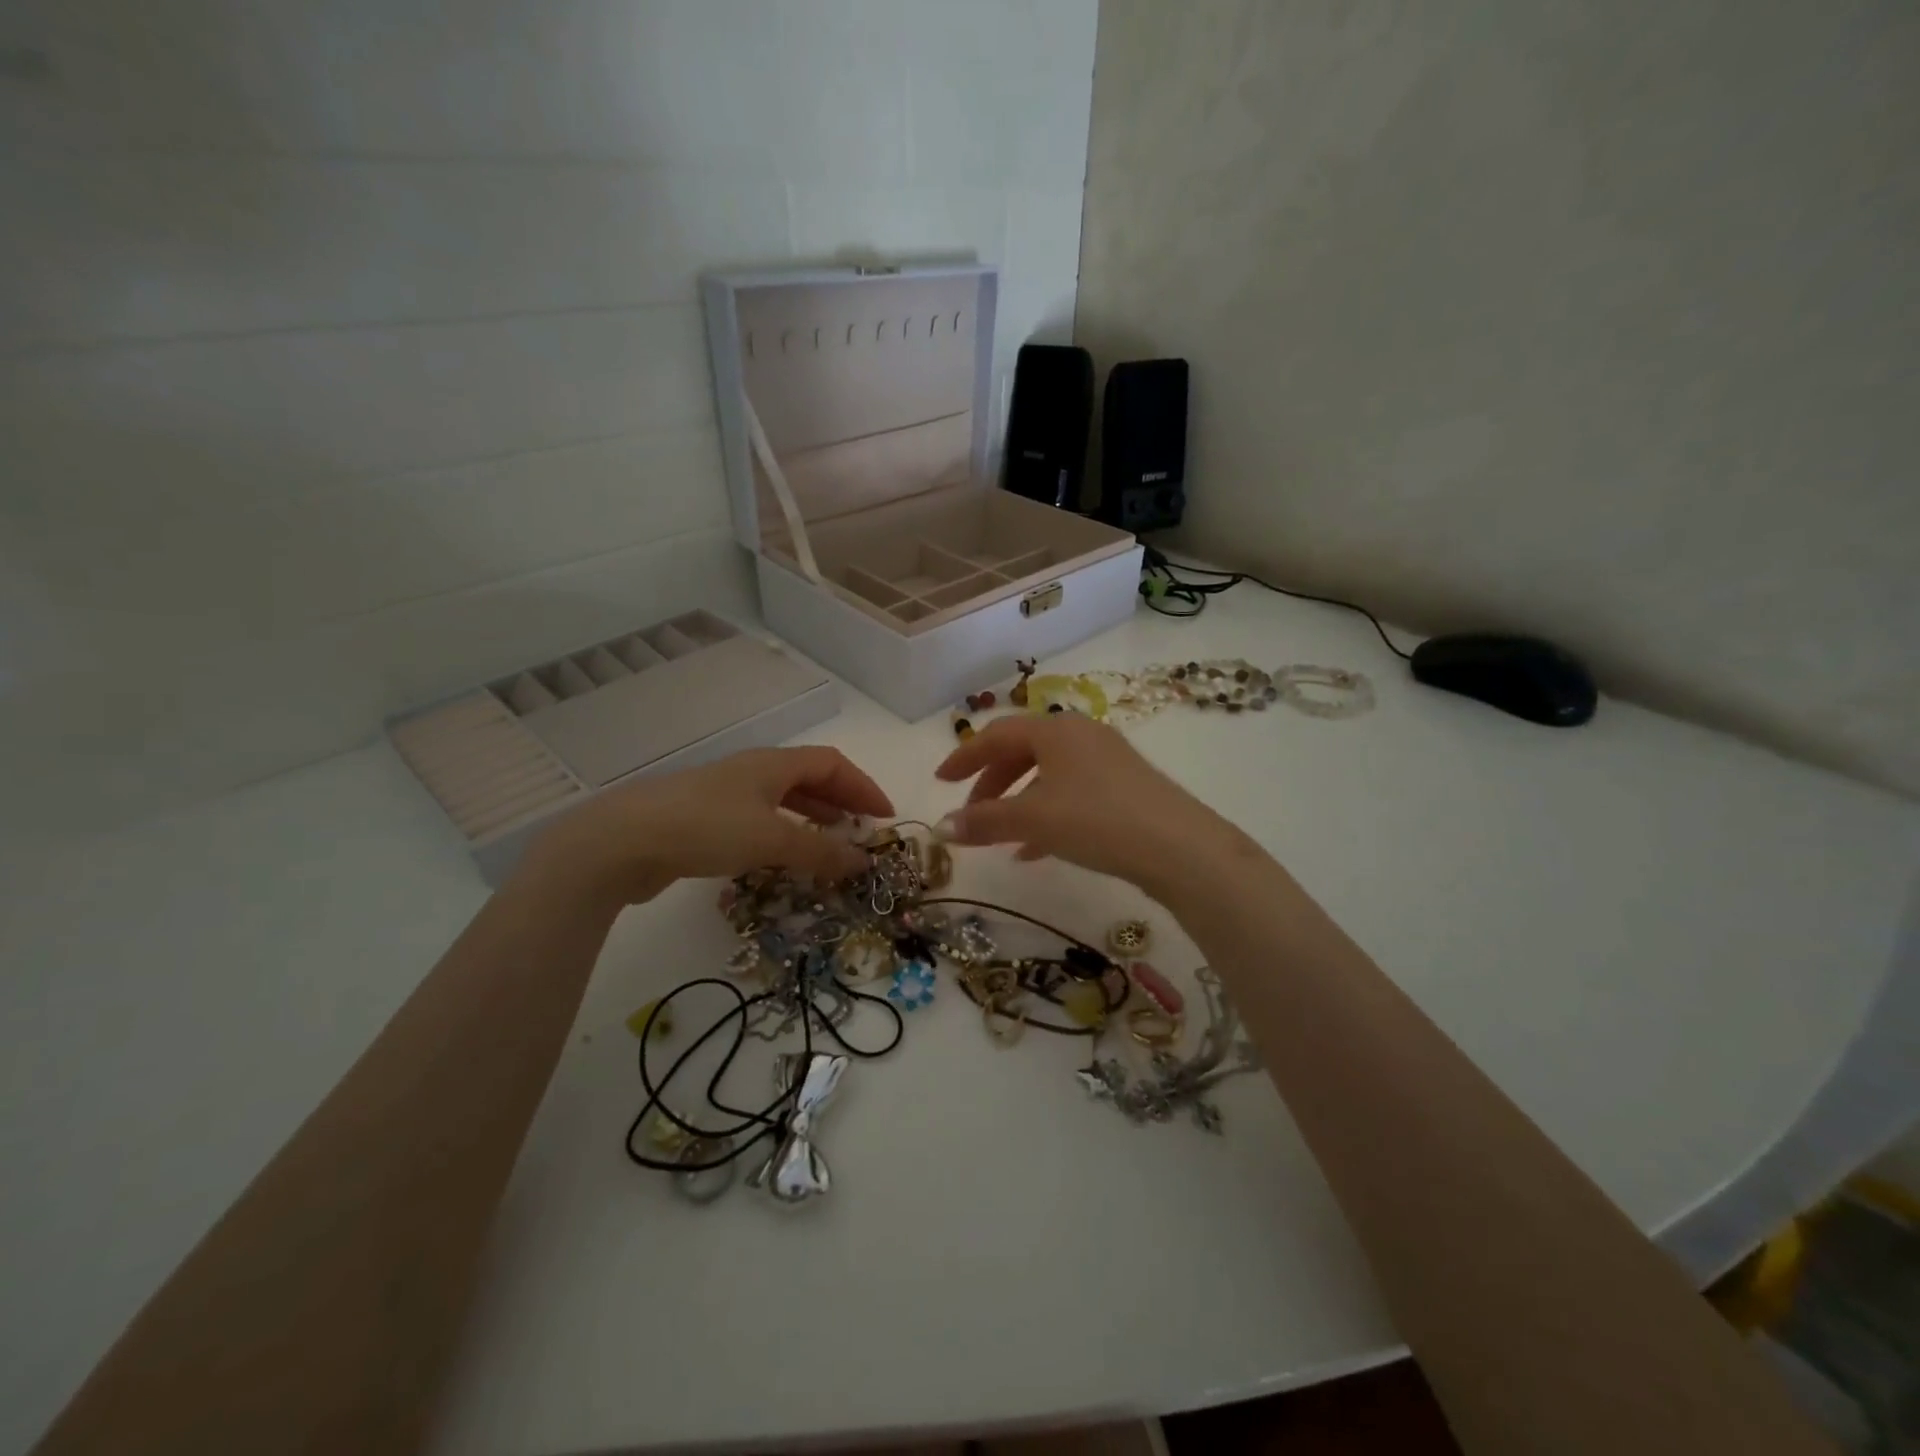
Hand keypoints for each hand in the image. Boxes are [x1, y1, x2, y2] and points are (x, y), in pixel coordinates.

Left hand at [519, 747, 893, 906]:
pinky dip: (783, 835)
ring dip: (813, 819)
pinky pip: (759, 821)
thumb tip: (864, 862)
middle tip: (864, 831)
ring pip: (783, 801)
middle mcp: (752, 772)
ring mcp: (725, 795)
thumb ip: (820, 851)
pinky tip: (784, 858)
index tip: (885, 817)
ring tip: (832, 844)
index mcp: (772, 764)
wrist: (621, 842)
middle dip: (841, 802)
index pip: (832, 764)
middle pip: (809, 778)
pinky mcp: (704, 821)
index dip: (863, 786)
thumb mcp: (771, 839)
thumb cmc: (705, 828)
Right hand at [934, 714, 1261, 899]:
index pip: (996, 735)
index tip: (939, 780)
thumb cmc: (1096, 820)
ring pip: (1048, 775)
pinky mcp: (1125, 786)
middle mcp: (1080, 734)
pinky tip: (1035, 850)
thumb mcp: (1033, 820)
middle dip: (991, 783)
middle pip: (1022, 752)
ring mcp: (1107, 759)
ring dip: (1018, 802)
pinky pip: (1072, 793)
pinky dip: (1047, 814)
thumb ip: (984, 822)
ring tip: (1000, 836)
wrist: (1178, 847)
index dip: (964, 757)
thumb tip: (940, 829)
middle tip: (971, 812)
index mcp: (1055, 730)